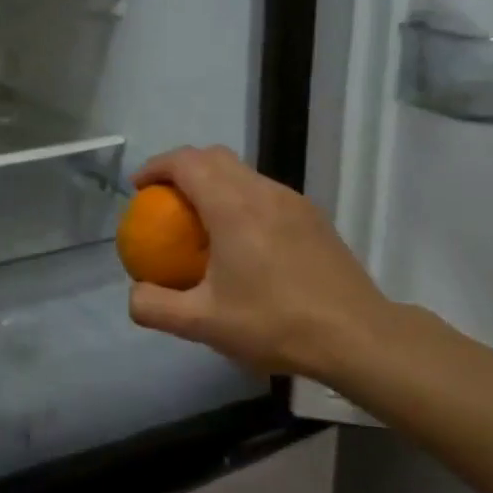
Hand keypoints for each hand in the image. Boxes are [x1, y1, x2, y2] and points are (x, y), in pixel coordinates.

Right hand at [126, 146, 396, 381]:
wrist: (357, 335)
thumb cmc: (275, 324)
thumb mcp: (202, 324)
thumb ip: (155, 307)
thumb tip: (135, 292)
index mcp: (233, 207)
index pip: (187, 163)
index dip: (156, 167)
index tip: (138, 188)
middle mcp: (263, 192)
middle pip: (214, 157)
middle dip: (181, 168)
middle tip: (162, 199)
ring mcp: (293, 201)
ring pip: (243, 172)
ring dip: (212, 182)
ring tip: (197, 219)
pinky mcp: (312, 216)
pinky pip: (264, 191)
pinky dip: (238, 198)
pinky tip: (239, 240)